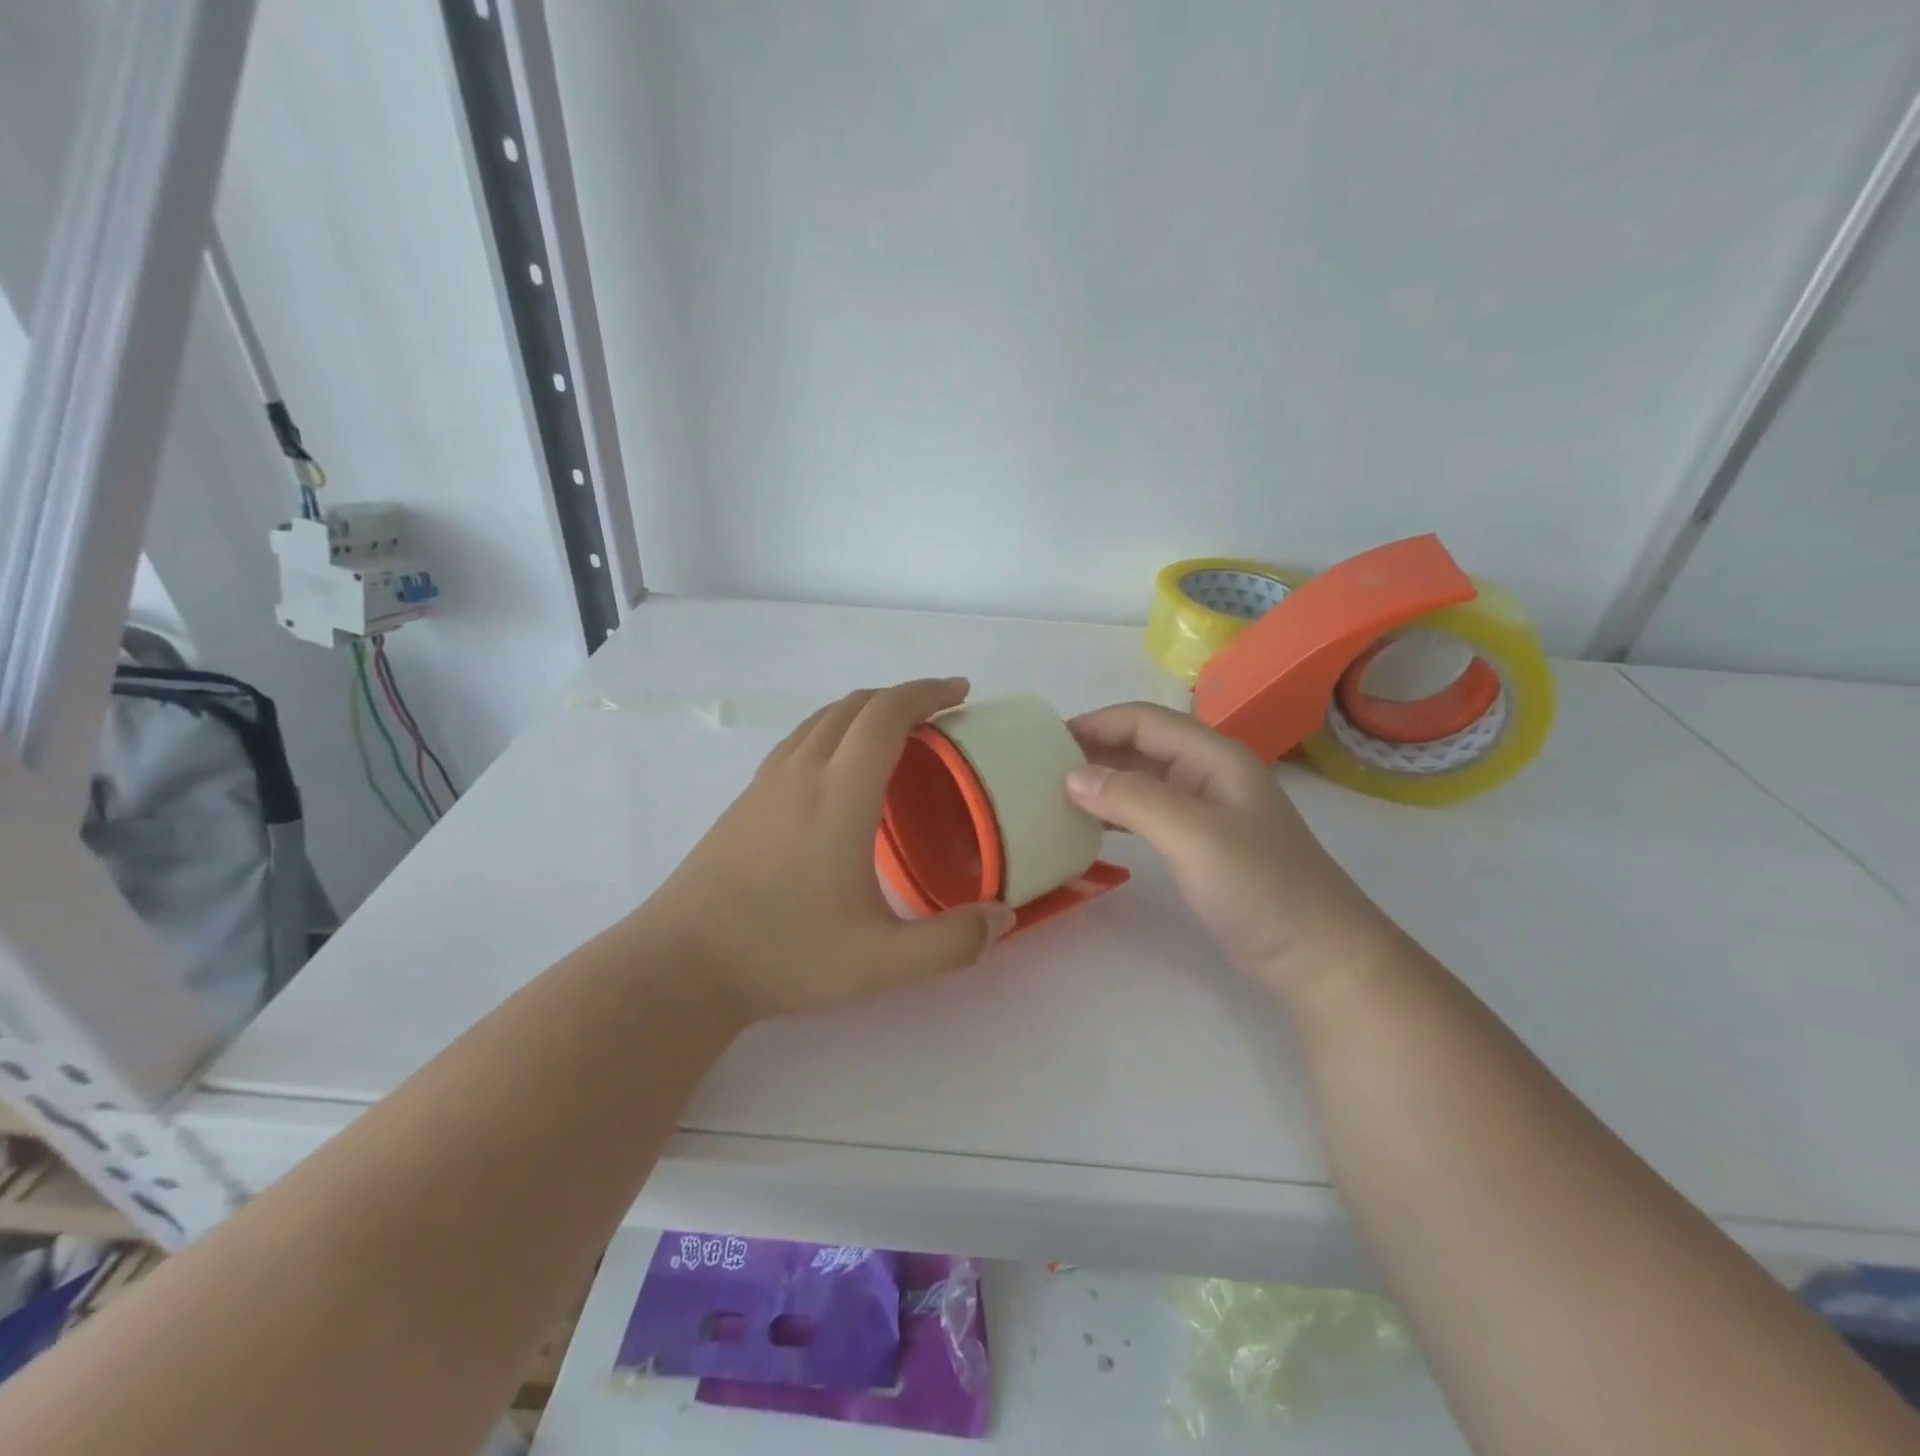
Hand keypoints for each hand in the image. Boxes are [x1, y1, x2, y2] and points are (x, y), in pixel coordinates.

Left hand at [644, 678, 1016, 1021]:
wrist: (682, 964)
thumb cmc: (784, 954)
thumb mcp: (881, 962)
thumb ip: (951, 943)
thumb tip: (1003, 918)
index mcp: (839, 795)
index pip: (886, 715)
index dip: (927, 692)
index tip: (961, 692)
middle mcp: (802, 773)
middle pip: (855, 705)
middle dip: (903, 696)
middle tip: (942, 712)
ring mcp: (767, 783)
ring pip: (822, 718)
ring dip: (866, 710)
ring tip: (899, 733)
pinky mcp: (746, 800)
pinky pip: (800, 739)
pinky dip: (836, 729)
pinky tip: (842, 768)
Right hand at [1065, 702, 1393, 999]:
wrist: (1319, 958)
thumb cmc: (1261, 888)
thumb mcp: (1194, 835)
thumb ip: (1133, 799)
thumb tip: (1072, 775)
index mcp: (1213, 756)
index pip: (1142, 720)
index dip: (1094, 723)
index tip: (1043, 742)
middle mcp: (1208, 773)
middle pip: (1141, 745)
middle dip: (1092, 750)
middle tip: (1038, 770)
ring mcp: (1206, 810)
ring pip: (1142, 779)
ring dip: (1101, 781)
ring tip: (1054, 795)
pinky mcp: (1201, 844)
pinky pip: (1148, 813)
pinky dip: (1116, 813)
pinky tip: (1089, 828)